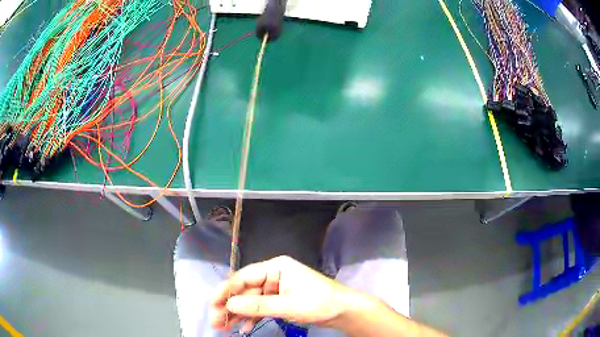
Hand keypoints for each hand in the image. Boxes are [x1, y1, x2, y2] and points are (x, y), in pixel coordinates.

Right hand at [210, 255, 354, 332]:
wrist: (344, 311)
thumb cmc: (320, 303)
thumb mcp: (288, 305)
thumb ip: (258, 305)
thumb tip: (230, 305)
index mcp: (276, 267)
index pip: (244, 277)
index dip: (226, 290)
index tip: (212, 303)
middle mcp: (274, 275)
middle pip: (245, 290)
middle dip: (230, 306)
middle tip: (216, 320)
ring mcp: (277, 289)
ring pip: (251, 301)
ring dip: (238, 314)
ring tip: (224, 327)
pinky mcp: (281, 300)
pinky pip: (261, 308)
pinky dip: (252, 317)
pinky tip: (243, 328)